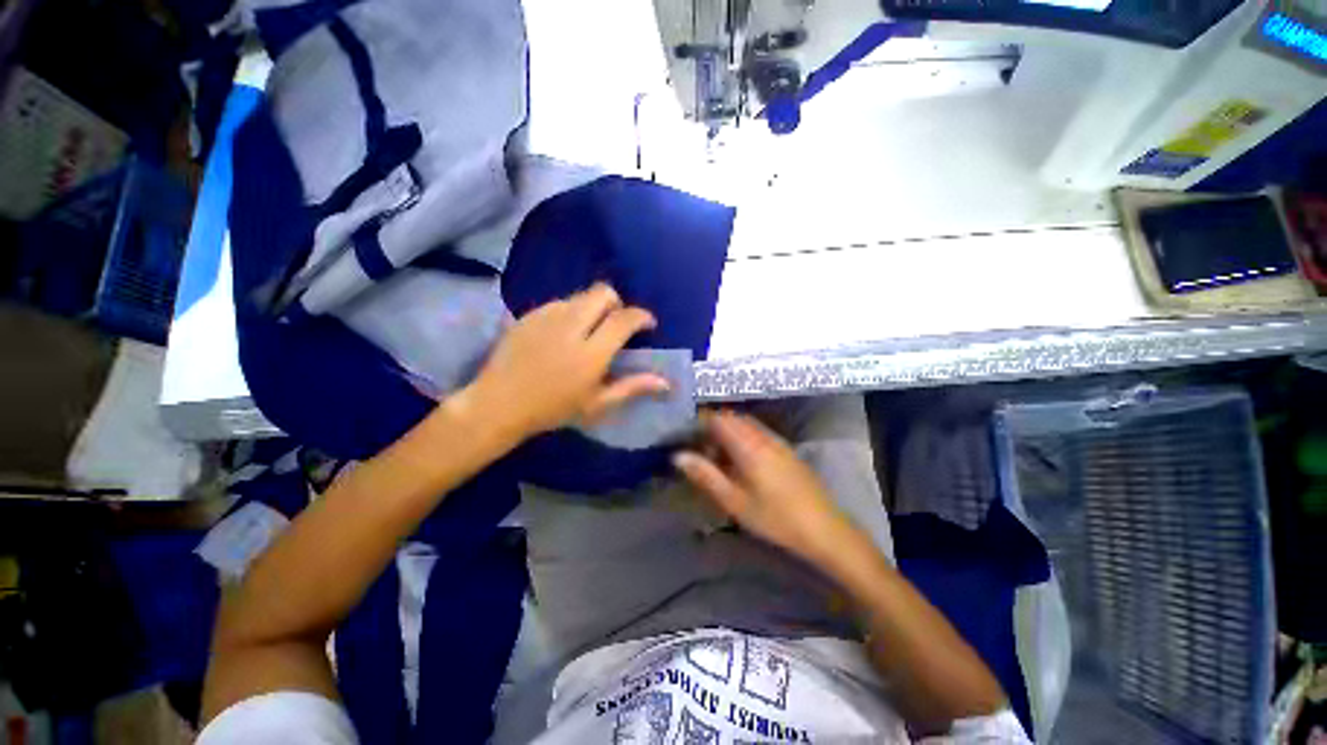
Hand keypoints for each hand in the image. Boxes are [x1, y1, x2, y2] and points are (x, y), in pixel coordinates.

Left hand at [466, 283, 669, 439]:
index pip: (624, 319)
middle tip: (616, 324)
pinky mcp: (529, 314)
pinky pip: (559, 302)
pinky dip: (571, 311)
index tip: (648, 324)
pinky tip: (564, 332)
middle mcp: (571, 327)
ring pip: (581, 295)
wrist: (500, 404)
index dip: (642, 316)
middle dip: (617, 303)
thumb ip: (632, 387)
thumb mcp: (597, 404)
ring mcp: (547, 317)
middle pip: (603, 293)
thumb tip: (665, 382)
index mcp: (591, 353)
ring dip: (593, 307)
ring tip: (589, 329)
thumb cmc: (553, 409)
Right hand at [673, 410, 861, 566]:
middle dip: (712, 427)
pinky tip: (740, 461)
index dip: (699, 422)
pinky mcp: (786, 449)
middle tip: (699, 448)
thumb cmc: (775, 517)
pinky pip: (757, 432)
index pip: (719, 418)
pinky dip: (742, 438)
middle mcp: (763, 436)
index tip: (685, 435)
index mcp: (749, 445)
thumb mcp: (734, 501)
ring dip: (728, 432)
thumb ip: (705, 475)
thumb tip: (678, 456)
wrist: (824, 529)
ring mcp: (777, 441)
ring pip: (745, 424)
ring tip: (717, 456)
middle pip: (732, 418)